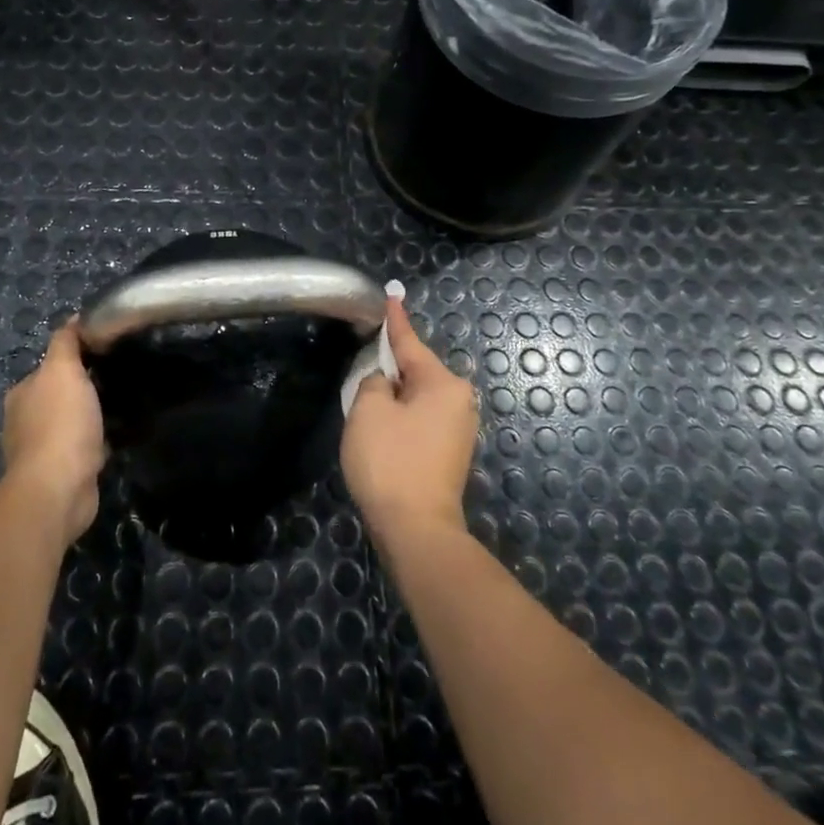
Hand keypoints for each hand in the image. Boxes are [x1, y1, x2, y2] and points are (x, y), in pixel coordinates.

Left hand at [2, 319, 106, 546]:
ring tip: (126, 406)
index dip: (78, 357)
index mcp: (23, 393)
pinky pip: (84, 447)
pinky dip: (99, 441)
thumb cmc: (60, 423)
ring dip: (93, 416)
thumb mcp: (63, 370)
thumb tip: (73, 318)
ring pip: (73, 422)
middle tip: (123, 378)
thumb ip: (65, 343)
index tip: (109, 352)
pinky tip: (119, 436)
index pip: (51, 366)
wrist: (59, 489)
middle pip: (61, 394)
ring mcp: (43, 449)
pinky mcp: (62, 473)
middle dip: (87, 388)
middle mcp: (26, 419)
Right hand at [342, 294, 477, 543]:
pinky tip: (382, 427)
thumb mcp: (369, 410)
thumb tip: (385, 383)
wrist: (416, 530)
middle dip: (390, 365)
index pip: (410, 342)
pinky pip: (421, 418)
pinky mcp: (450, 453)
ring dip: (394, 395)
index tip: (392, 295)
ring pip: (417, 396)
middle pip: (416, 370)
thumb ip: (374, 382)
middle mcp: (459, 400)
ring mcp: (458, 429)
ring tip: (367, 398)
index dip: (395, 320)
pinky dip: (401, 416)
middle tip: (364, 359)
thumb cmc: (391, 461)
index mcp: (443, 383)